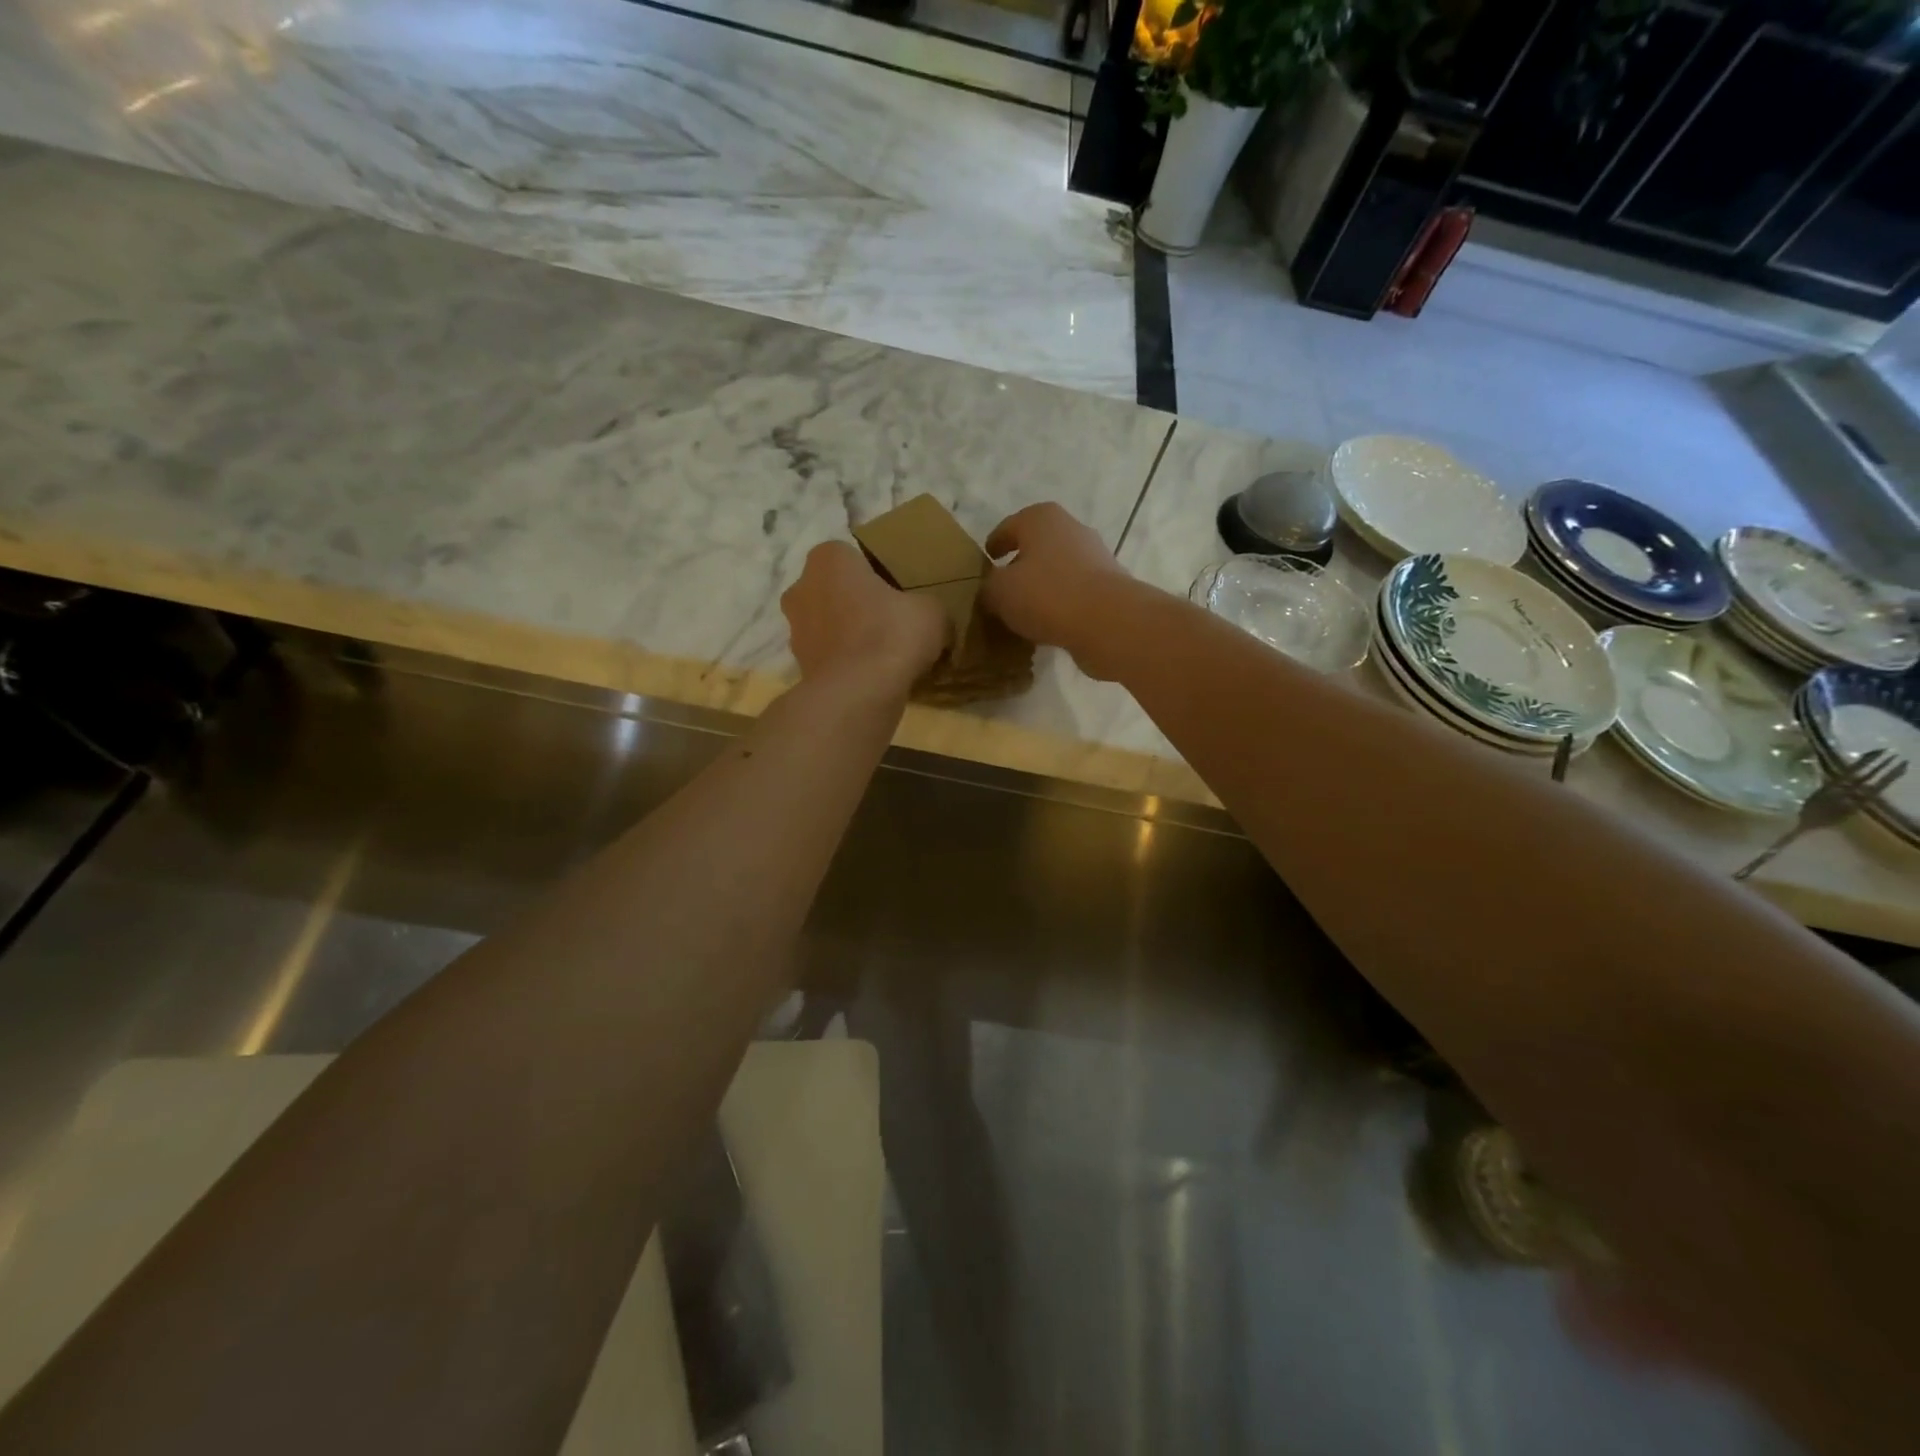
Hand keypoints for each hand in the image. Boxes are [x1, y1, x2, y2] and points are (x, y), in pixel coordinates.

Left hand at [781, 540, 948, 691]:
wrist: (856, 694)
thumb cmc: (890, 634)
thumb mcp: (931, 611)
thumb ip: (927, 605)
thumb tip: (928, 617)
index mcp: (829, 559)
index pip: (852, 555)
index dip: (877, 572)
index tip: (898, 590)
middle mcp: (802, 587)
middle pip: (836, 589)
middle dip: (858, 602)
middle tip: (891, 619)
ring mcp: (795, 629)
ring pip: (829, 623)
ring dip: (849, 633)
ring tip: (883, 652)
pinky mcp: (799, 665)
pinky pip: (829, 655)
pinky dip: (845, 662)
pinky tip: (871, 675)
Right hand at [980, 503, 1138, 679]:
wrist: (1108, 622)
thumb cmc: (1046, 595)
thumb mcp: (999, 592)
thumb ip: (988, 588)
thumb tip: (991, 591)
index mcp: (1042, 519)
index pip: (1009, 526)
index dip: (995, 543)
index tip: (985, 560)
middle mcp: (1071, 530)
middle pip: (1037, 546)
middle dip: (1020, 565)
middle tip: (1001, 589)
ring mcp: (1095, 558)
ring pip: (1058, 571)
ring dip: (1042, 587)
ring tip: (1023, 612)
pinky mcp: (1109, 587)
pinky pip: (1075, 594)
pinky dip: (1061, 605)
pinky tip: (1048, 626)